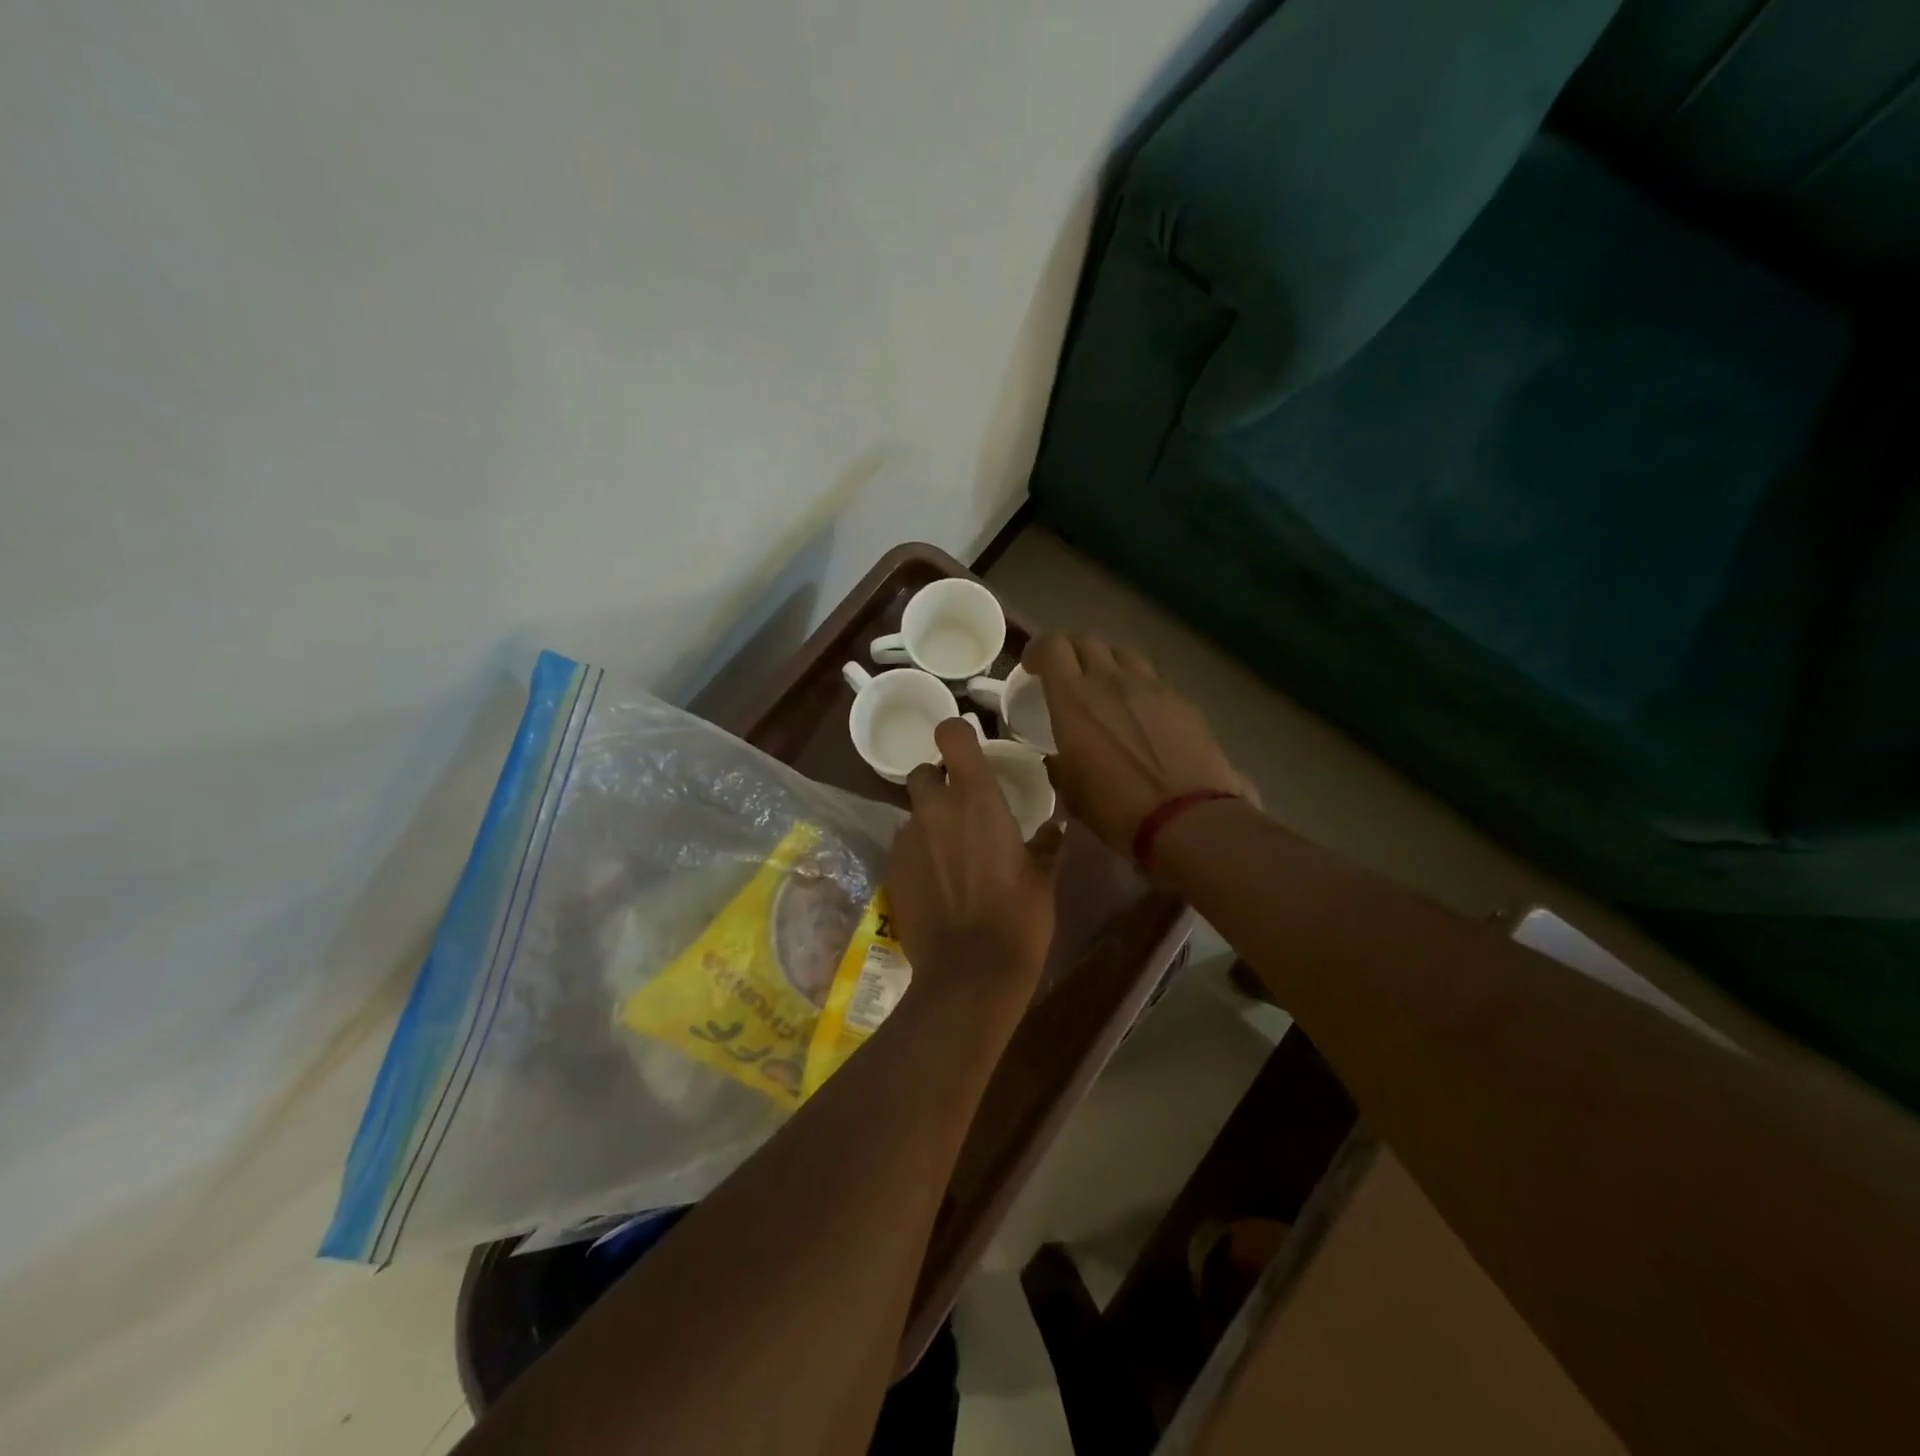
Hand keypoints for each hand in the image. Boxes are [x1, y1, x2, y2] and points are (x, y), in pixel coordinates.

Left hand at [886, 720, 1062, 1015]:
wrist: (970, 971)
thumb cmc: (1018, 917)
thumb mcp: (1042, 876)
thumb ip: (1046, 842)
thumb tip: (1056, 825)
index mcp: (976, 797)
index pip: (951, 734)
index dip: (957, 735)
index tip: (969, 752)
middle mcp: (935, 808)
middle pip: (923, 772)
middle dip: (938, 782)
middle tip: (960, 808)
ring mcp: (908, 838)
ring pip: (912, 811)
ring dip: (928, 821)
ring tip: (950, 853)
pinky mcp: (891, 868)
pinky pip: (904, 845)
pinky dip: (918, 852)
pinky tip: (935, 881)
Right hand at [1023, 633, 1252, 859]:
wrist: (1188, 818)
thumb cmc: (1118, 808)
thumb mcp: (1071, 791)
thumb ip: (1058, 763)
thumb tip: (1058, 757)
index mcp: (1074, 700)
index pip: (1052, 646)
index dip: (1038, 649)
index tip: (1033, 667)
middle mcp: (1110, 681)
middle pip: (1087, 641)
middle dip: (1071, 651)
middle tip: (1066, 675)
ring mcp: (1150, 686)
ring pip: (1122, 653)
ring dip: (1106, 663)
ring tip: (1105, 686)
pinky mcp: (1181, 699)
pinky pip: (1151, 678)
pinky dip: (1137, 685)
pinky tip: (1140, 711)